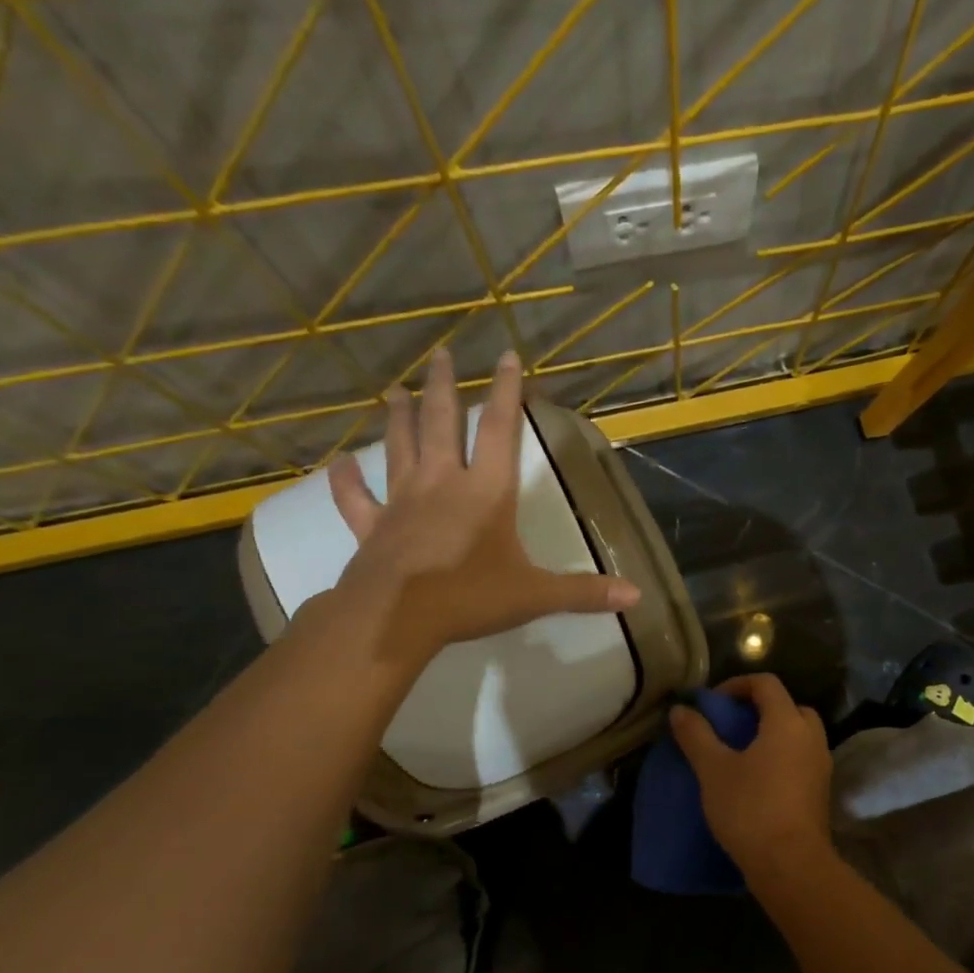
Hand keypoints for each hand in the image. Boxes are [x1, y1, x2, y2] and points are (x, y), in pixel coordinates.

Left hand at [328, 349, 639, 664]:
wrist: (396, 619)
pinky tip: (337, 462)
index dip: (507, 392)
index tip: (506, 356)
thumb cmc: (469, 597)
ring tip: (395, 391)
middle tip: (441, 354)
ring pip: (399, 449)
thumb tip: (637, 597)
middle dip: (444, 387)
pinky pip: (355, 498)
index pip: (500, 431)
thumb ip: (585, 593)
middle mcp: (442, 484)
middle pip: (442, 424)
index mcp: (486, 492)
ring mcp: (402, 502)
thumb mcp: (536, 595)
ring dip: (399, 418)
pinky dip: (345, 480)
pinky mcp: (372, 527)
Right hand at [669, 674, 834, 890]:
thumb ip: (696, 735)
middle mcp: (811, 737)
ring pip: (798, 735)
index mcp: (787, 722)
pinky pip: (801, 759)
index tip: (713, 703)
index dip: (737, 684)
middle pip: (789, 707)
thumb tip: (681, 709)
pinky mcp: (821, 791)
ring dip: (772, 735)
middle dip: (760, 709)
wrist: (791, 865)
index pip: (766, 684)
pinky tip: (758, 780)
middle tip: (732, 725)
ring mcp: (821, 765)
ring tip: (742, 753)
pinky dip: (782, 757)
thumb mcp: (714, 770)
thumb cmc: (750, 808)